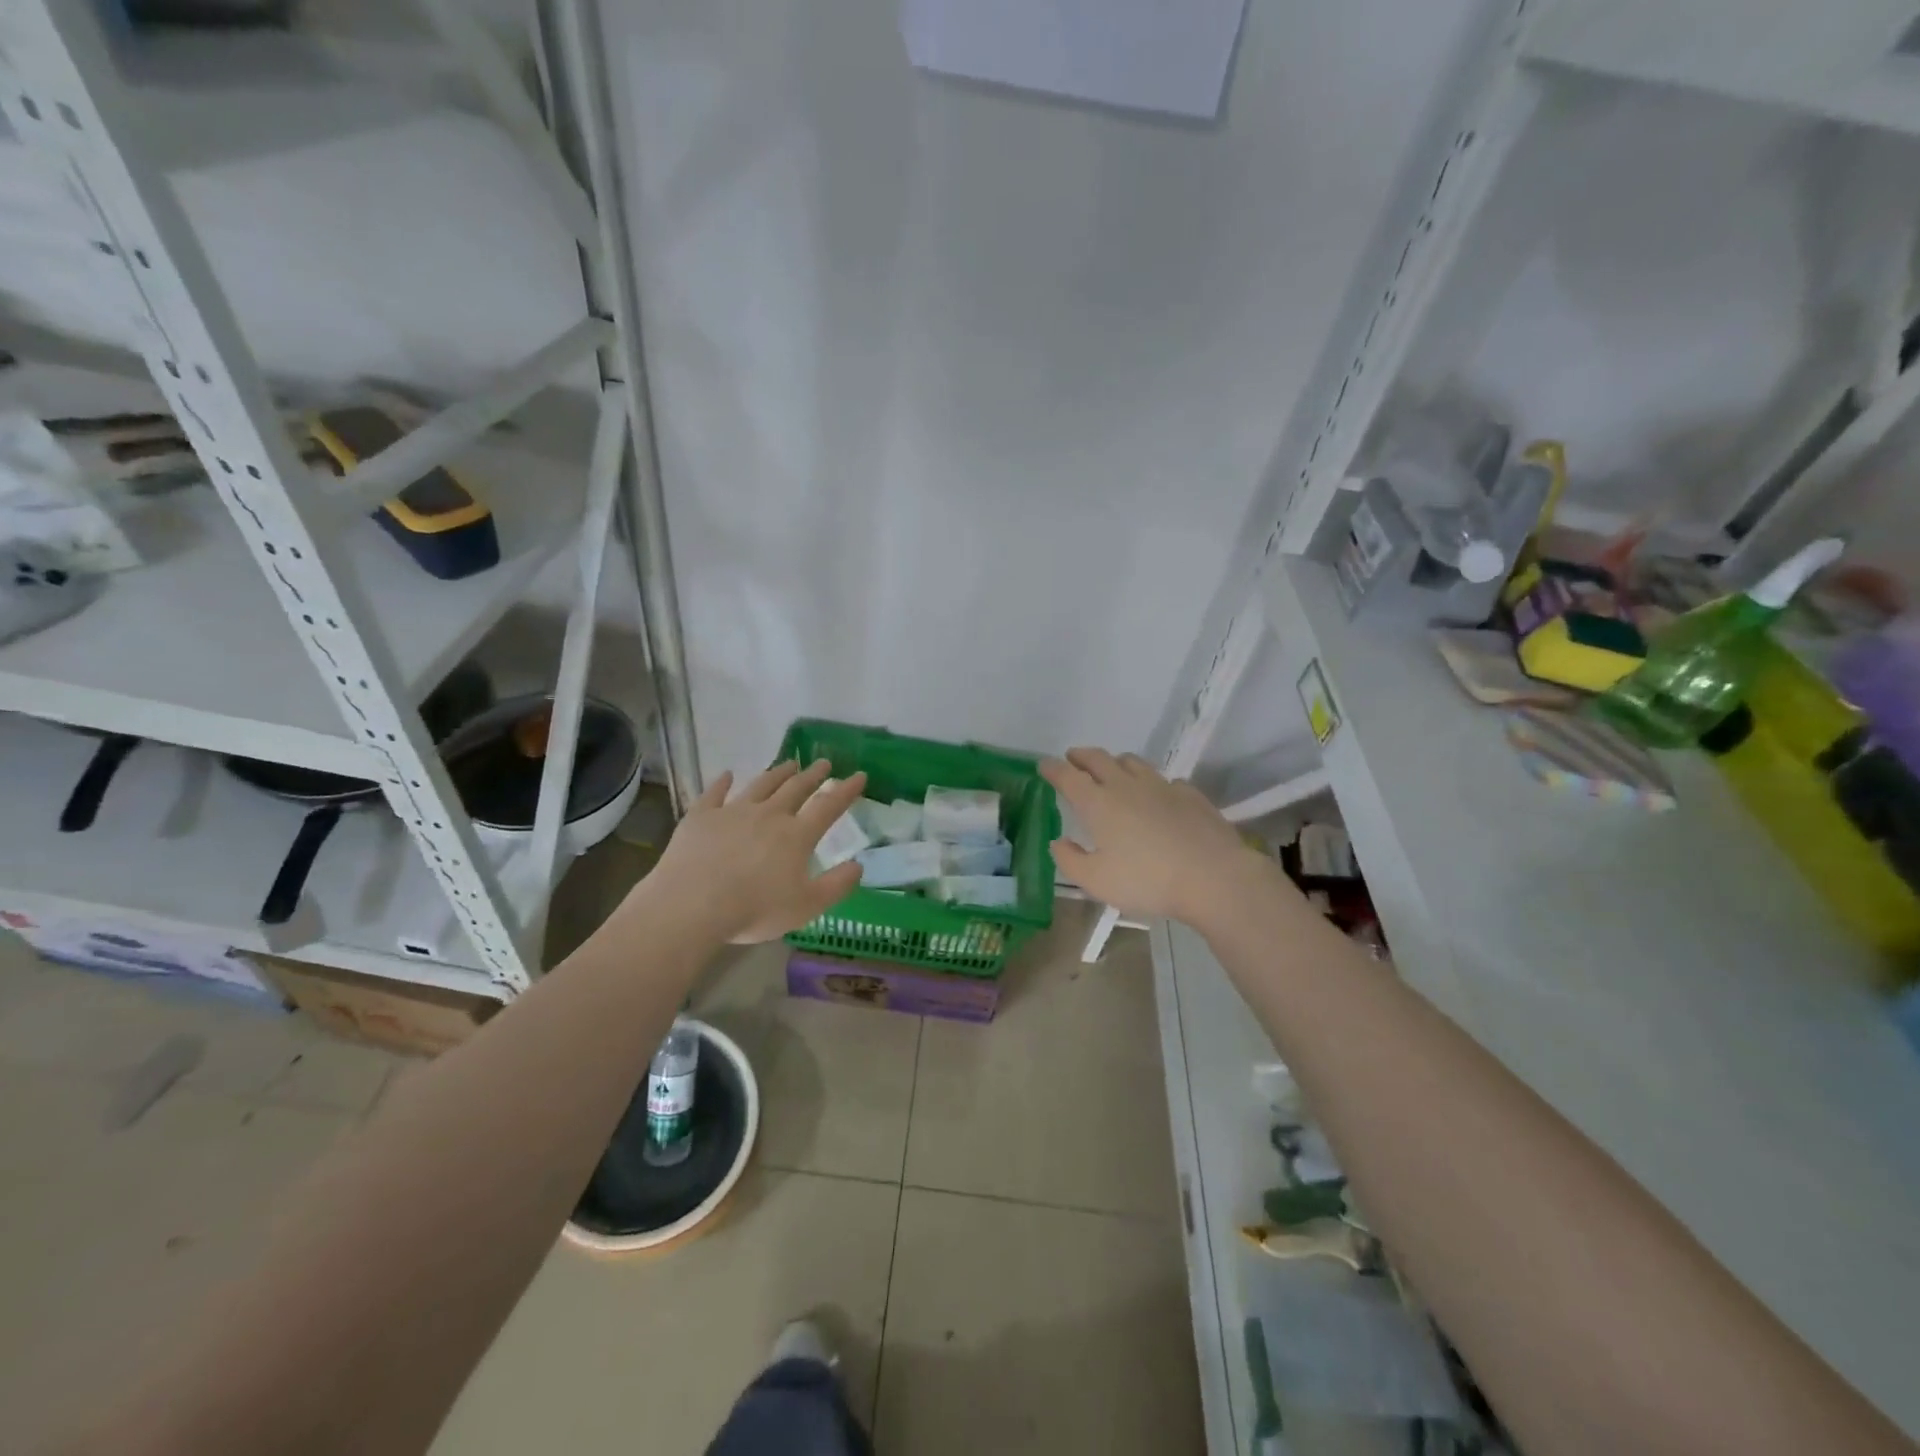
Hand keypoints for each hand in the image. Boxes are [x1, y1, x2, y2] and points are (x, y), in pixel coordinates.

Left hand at [643, 759, 867, 943]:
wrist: (692, 905)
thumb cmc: (754, 909)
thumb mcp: (806, 907)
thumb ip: (836, 885)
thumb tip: (858, 866)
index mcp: (796, 836)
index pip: (828, 806)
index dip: (846, 790)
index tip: (859, 775)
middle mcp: (768, 815)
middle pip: (795, 788)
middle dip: (813, 775)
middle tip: (824, 763)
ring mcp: (733, 812)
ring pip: (761, 785)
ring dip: (777, 773)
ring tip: (789, 763)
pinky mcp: (701, 817)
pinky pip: (714, 794)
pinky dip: (722, 782)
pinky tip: (727, 775)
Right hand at [1040, 748, 1269, 923]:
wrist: (1213, 877)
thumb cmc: (1147, 881)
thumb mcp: (1096, 881)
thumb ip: (1070, 860)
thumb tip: (1059, 842)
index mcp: (1098, 803)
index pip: (1068, 776)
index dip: (1053, 769)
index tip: (1043, 765)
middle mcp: (1127, 786)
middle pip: (1099, 759)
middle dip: (1081, 756)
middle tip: (1072, 758)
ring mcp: (1161, 786)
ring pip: (1133, 762)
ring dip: (1116, 762)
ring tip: (1112, 770)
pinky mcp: (1190, 794)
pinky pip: (1165, 780)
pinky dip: (1152, 783)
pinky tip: (1157, 796)